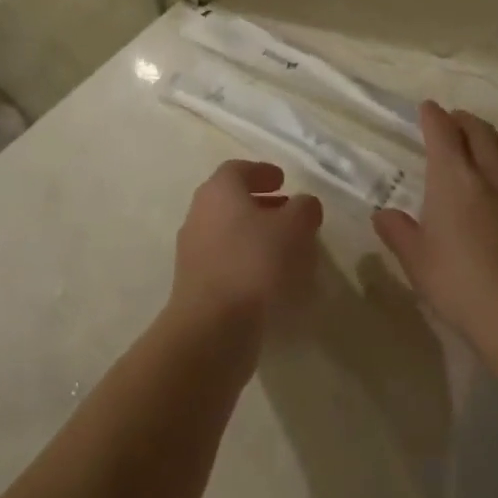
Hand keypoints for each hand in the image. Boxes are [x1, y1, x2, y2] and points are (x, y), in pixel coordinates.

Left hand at [168, 160, 322, 339]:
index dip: (261, 172)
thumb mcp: (294, 228)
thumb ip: (304, 209)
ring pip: (228, 232)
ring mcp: (192, 250)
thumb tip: (304, 204)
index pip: (238, 170)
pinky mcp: (194, 284)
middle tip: (288, 212)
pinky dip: (246, 261)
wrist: (212, 327)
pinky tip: (270, 279)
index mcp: (219, 191)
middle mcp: (200, 214)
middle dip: (261, 204)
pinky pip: (225, 261)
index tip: (283, 181)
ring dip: (254, 235)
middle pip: (231, 201)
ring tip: (286, 248)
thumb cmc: (255, 263)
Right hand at [372, 103, 497, 363]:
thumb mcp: (416, 261)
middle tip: (454, 124)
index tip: (427, 109)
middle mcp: (491, 172)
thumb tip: (383, 214)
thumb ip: (398, 231)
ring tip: (492, 147)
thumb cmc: (460, 286)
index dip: (433, 116)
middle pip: (479, 129)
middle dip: (463, 120)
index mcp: (454, 178)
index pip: (442, 131)